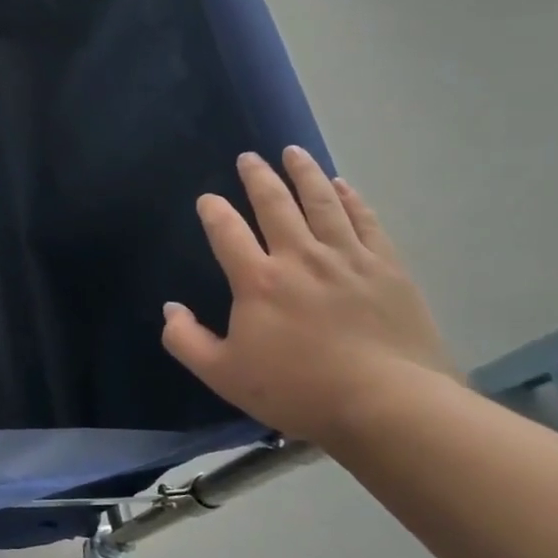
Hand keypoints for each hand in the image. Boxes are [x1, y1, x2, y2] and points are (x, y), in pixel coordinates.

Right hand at [161, 148, 455, 445]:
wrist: (388, 404)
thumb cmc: (298, 390)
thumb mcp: (223, 375)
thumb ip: (186, 340)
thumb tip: (170, 309)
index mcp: (258, 280)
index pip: (227, 231)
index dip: (213, 210)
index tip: (207, 199)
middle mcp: (300, 256)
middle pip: (275, 204)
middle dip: (258, 177)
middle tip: (249, 158)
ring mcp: (347, 257)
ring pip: (322, 201)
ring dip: (304, 173)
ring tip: (293, 152)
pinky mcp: (386, 267)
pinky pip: (364, 220)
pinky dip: (350, 198)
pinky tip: (342, 185)